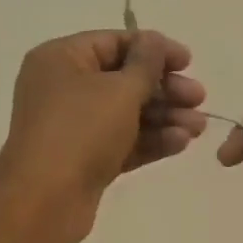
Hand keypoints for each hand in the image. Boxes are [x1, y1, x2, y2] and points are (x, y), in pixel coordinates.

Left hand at [0, 28, 207, 242]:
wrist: (44, 201)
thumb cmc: (80, 132)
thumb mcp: (120, 90)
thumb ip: (146, 63)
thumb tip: (154, 40)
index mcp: (60, 59)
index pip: (114, 43)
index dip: (154, 49)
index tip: (188, 62)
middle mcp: (63, 88)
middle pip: (123, 79)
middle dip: (164, 89)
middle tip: (199, 98)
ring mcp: (73, 127)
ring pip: (126, 114)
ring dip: (164, 117)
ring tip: (198, 128)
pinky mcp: (84, 159)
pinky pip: (122, 141)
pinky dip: (150, 140)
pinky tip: (181, 143)